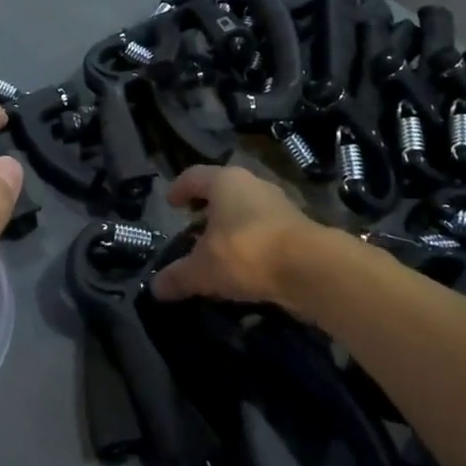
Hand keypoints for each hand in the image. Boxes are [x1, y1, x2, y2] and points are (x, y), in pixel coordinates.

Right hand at [151, 164, 316, 306]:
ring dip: (230, 228)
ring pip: (245, 211)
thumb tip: (155, 288)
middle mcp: (253, 185)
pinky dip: (250, 244)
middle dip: (206, 210)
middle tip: (192, 229)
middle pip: (222, 191)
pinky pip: (264, 231)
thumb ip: (178, 276)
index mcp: (225, 182)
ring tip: (217, 251)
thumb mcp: (203, 269)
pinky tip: (243, 267)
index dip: (179, 189)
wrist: (310, 268)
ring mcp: (279, 205)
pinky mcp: (298, 228)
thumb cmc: (246, 252)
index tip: (170, 203)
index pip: (194, 177)